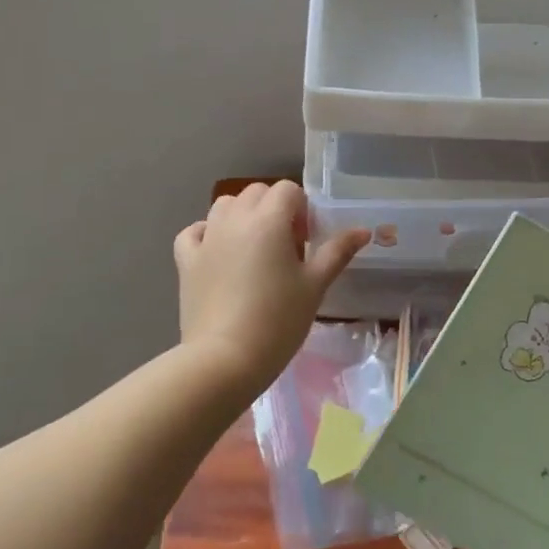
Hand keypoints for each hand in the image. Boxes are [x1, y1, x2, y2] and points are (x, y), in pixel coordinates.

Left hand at [174, 181, 369, 391]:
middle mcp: (234, 219)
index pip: (288, 190)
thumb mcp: (315, 285)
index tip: (307, 242)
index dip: (302, 210)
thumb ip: (338, 252)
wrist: (225, 359)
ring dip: (242, 216)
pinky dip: (207, 234)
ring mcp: (206, 238)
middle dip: (274, 209)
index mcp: (268, 220)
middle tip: (286, 248)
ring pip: (224, 206)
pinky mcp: (186, 260)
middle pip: (256, 192)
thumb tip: (363, 230)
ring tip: (254, 249)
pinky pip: (194, 232)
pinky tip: (218, 253)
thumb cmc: (278, 320)